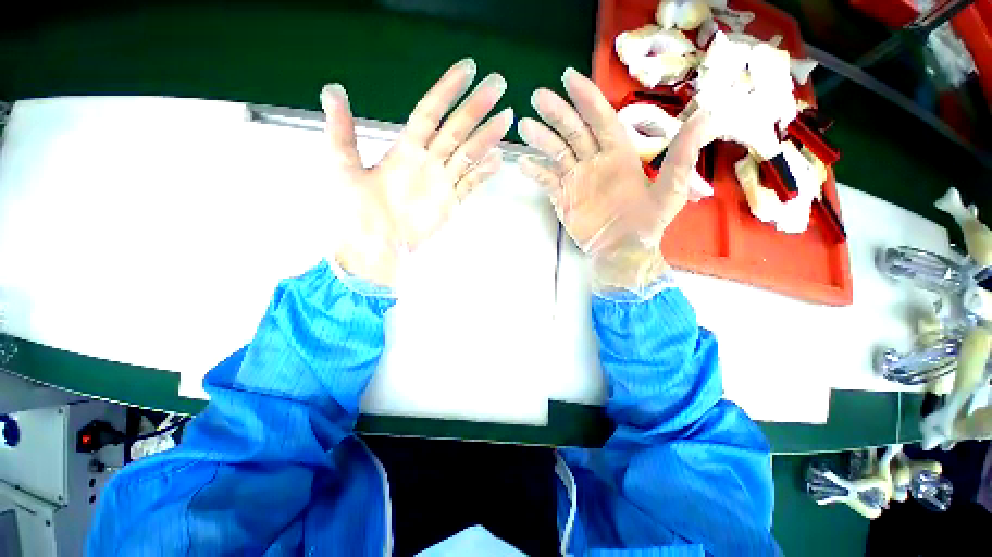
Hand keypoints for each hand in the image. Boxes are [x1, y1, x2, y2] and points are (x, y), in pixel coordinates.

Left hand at [320, 59, 512, 286]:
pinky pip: (470, 185)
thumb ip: (342, 131)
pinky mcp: (451, 204)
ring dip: (487, 137)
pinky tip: (497, 160)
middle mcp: (428, 162)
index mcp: (405, 149)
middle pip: (456, 129)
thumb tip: (331, 88)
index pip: (430, 112)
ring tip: (506, 118)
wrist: (372, 248)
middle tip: (498, 84)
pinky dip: (484, 173)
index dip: (447, 90)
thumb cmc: (355, 211)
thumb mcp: (343, 167)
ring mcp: (442, 184)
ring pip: (469, 154)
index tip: (468, 69)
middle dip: (476, 107)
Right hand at [517, 68, 710, 294]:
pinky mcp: (563, 198)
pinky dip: (535, 172)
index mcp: (618, 154)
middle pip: (573, 132)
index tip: (569, 78)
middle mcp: (594, 162)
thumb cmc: (647, 222)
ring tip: (524, 127)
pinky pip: (547, 181)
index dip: (587, 98)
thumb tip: (709, 114)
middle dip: (557, 113)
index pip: (600, 120)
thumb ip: (683, 155)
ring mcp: (576, 180)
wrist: (622, 251)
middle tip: (537, 97)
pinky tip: (522, 164)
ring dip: (541, 139)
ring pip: (556, 153)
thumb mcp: (670, 190)